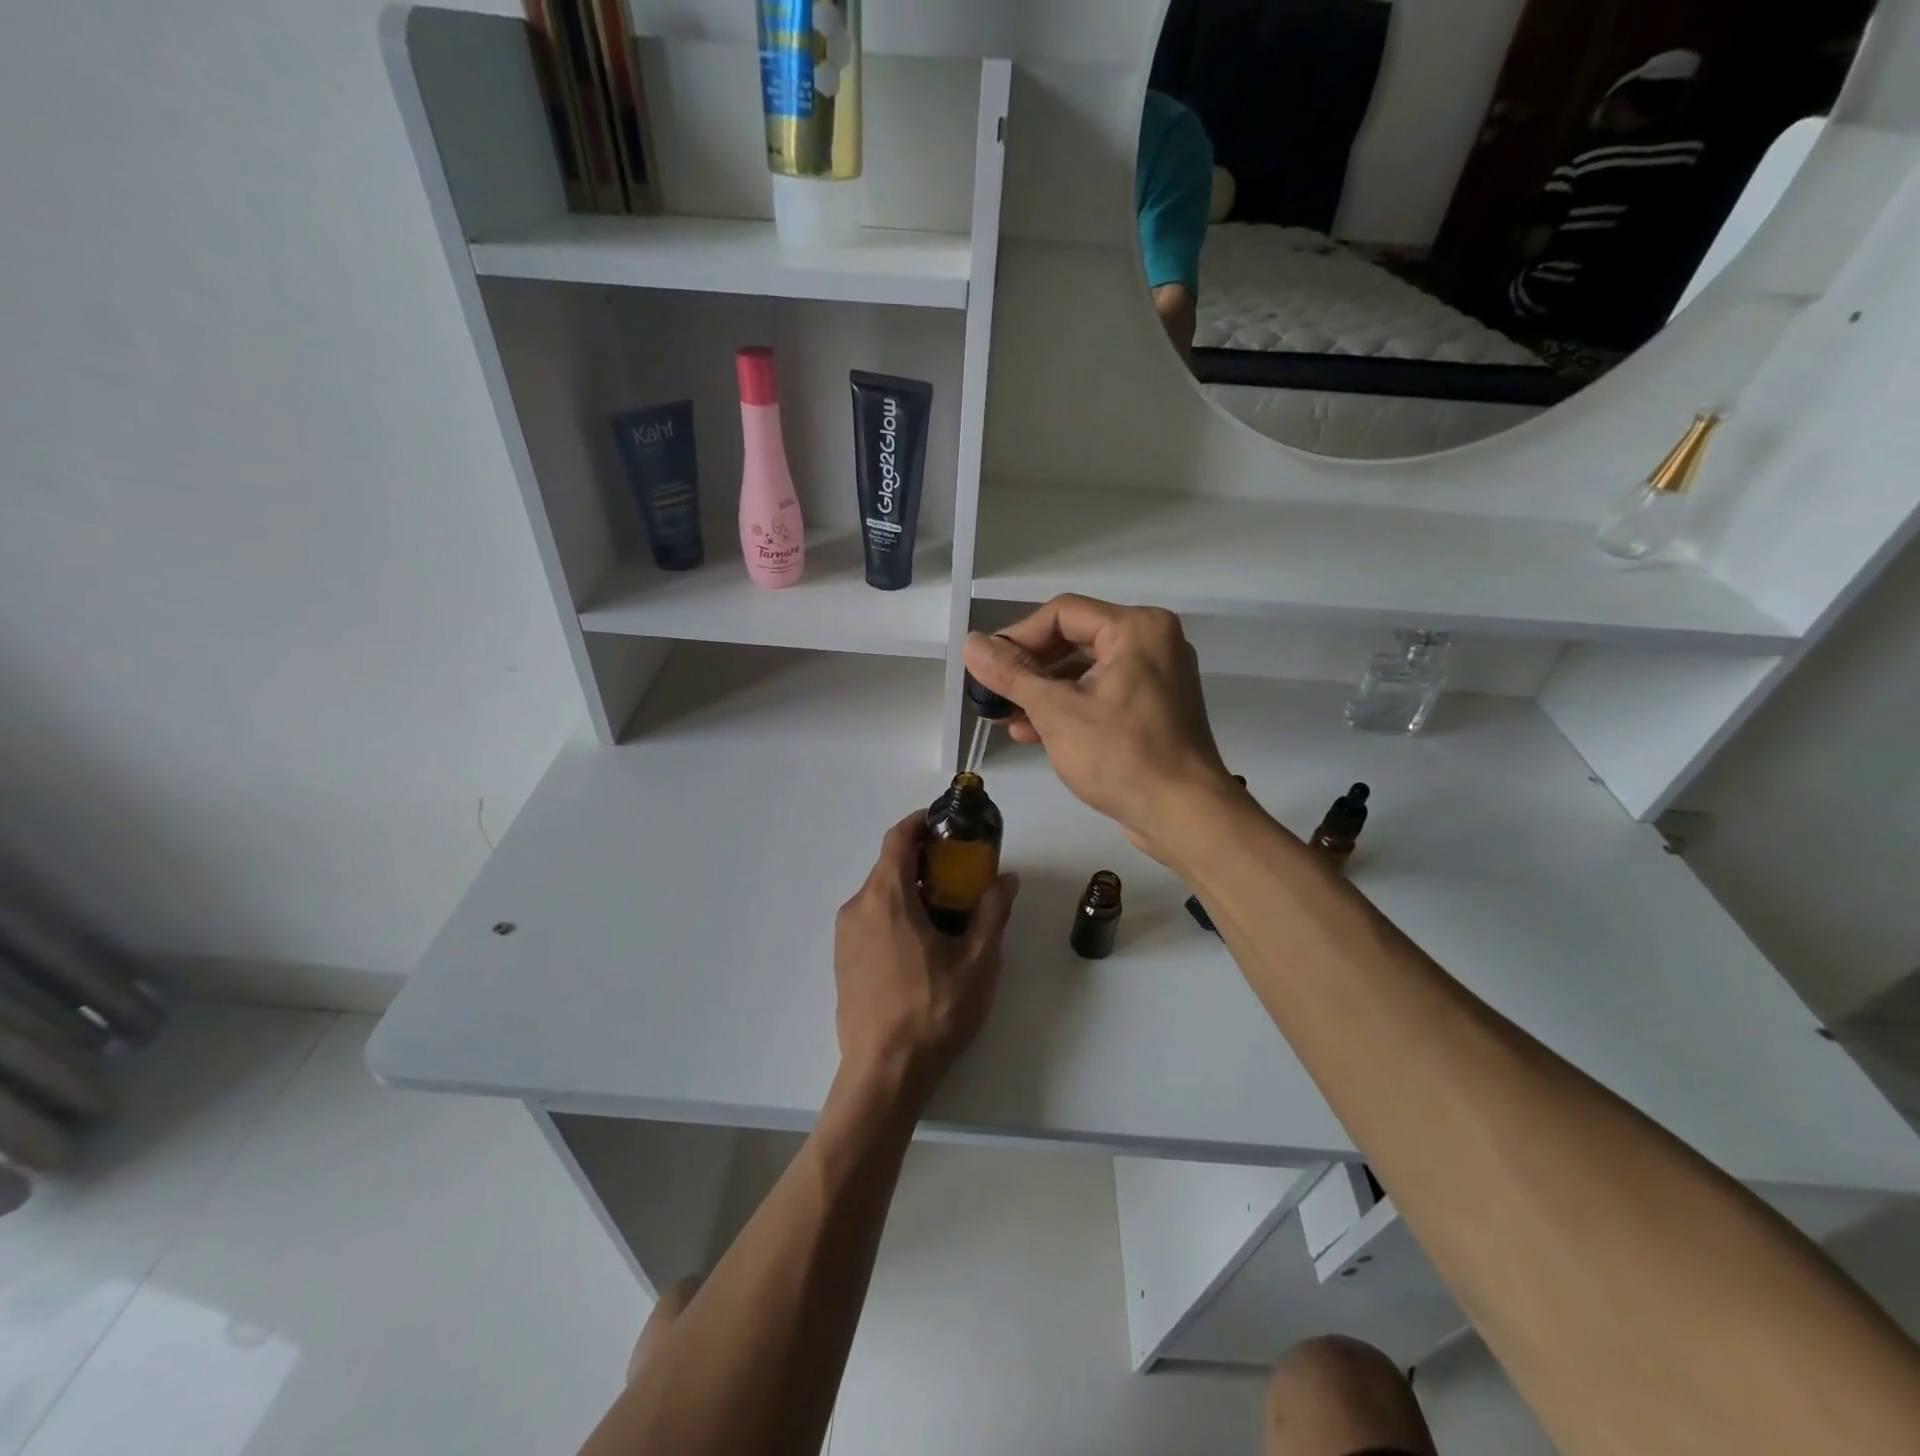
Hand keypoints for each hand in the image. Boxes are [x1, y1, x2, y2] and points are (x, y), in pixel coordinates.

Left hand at [834, 813, 1017, 1110]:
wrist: (883, 1073)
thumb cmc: (933, 1011)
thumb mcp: (978, 962)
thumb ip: (993, 912)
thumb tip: (1006, 878)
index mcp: (886, 898)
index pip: (897, 839)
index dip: (920, 823)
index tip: (946, 824)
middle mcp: (857, 907)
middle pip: (889, 865)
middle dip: (924, 860)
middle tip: (960, 872)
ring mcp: (844, 935)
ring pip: (879, 893)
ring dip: (910, 889)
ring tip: (946, 909)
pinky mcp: (842, 960)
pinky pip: (870, 918)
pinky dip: (895, 912)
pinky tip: (921, 942)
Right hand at [962, 595, 1238, 863]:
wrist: (1184, 815)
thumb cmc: (1121, 755)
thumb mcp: (1056, 711)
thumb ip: (1011, 674)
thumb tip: (970, 642)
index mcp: (1136, 628)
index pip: (1062, 613)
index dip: (1018, 636)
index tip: (986, 665)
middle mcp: (1151, 642)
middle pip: (1073, 640)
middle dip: (1028, 668)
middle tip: (991, 691)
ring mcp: (1155, 678)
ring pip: (1084, 671)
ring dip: (1042, 692)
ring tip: (1002, 716)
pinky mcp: (1152, 710)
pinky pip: (1100, 695)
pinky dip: (1067, 709)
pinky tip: (1031, 732)